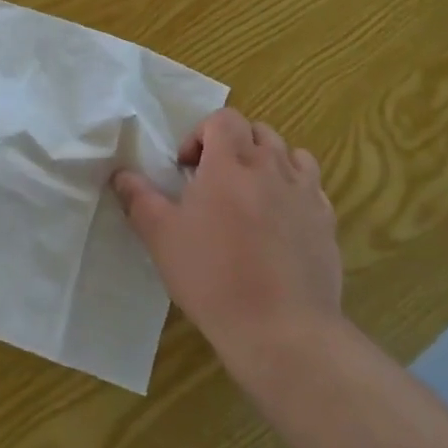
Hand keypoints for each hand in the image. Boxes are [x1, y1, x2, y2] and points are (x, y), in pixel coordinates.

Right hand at [112, 108, 342, 374]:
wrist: (282, 329)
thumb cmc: (213, 278)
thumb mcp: (161, 238)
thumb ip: (139, 199)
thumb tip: (121, 174)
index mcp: (230, 164)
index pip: (223, 119)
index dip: (201, 134)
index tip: (187, 168)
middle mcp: (271, 167)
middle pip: (257, 130)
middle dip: (233, 145)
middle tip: (214, 180)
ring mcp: (305, 192)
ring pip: (289, 153)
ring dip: (267, 161)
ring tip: (250, 193)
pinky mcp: (327, 220)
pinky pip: (312, 185)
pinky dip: (294, 187)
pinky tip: (281, 218)